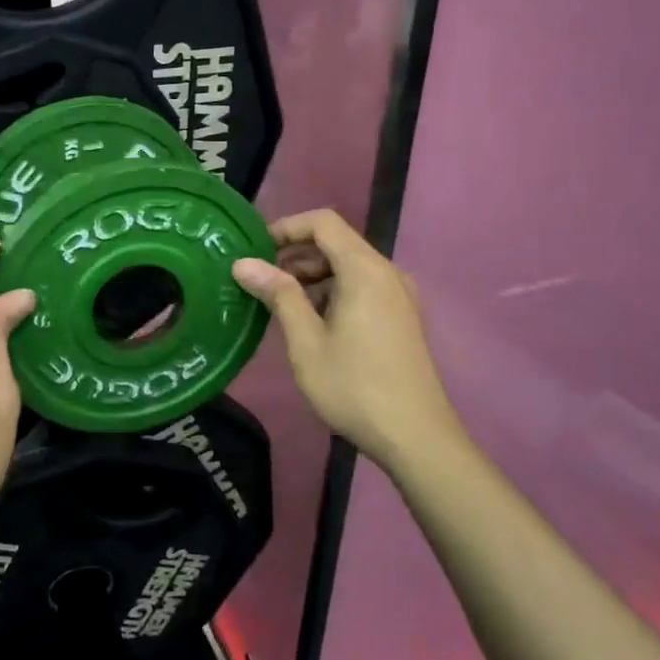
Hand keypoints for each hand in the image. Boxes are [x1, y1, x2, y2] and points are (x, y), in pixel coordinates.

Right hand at [232, 209, 465, 468]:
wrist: (415, 437)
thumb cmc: (354, 386)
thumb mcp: (305, 341)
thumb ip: (277, 294)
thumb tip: (243, 263)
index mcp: (365, 270)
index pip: (323, 222)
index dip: (286, 227)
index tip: (255, 250)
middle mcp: (387, 273)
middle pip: (336, 242)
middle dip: (295, 253)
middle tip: (259, 280)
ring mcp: (398, 295)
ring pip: (348, 265)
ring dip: (311, 274)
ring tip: (279, 303)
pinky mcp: (400, 316)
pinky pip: (361, 286)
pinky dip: (331, 291)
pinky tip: (310, 322)